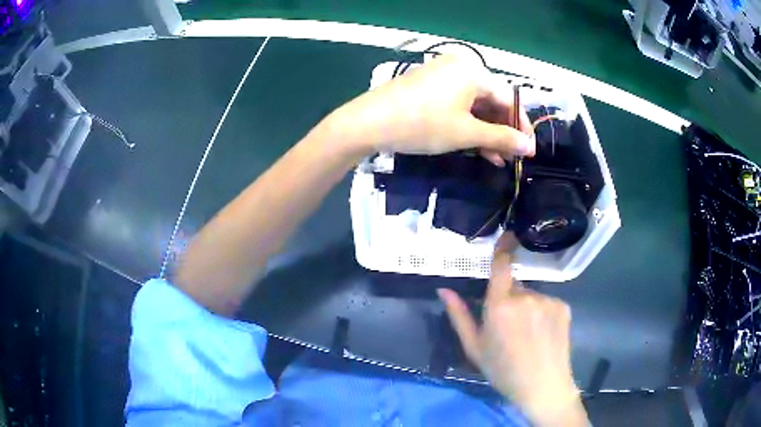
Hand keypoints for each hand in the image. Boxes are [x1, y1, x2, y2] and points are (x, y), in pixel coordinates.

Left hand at [323, 54, 534, 165]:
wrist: (368, 122)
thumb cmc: (422, 124)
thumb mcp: (465, 133)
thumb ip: (501, 138)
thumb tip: (529, 147)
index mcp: (473, 71)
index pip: (509, 99)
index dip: (521, 126)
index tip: (529, 151)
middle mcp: (460, 68)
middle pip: (492, 101)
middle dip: (502, 132)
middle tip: (512, 158)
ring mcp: (442, 77)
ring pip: (475, 106)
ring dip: (487, 133)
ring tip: (497, 160)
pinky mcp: (429, 88)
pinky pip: (458, 106)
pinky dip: (468, 126)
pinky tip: (477, 148)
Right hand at [438, 234, 587, 425]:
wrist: (542, 386)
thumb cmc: (502, 370)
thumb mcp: (474, 347)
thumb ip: (459, 316)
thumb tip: (444, 290)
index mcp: (500, 306)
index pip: (501, 267)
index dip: (503, 248)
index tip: (507, 235)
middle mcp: (526, 297)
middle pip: (515, 287)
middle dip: (509, 299)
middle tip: (509, 328)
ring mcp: (548, 300)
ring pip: (531, 296)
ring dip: (527, 308)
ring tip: (528, 336)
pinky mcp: (564, 306)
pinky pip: (548, 302)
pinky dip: (543, 313)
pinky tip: (543, 335)